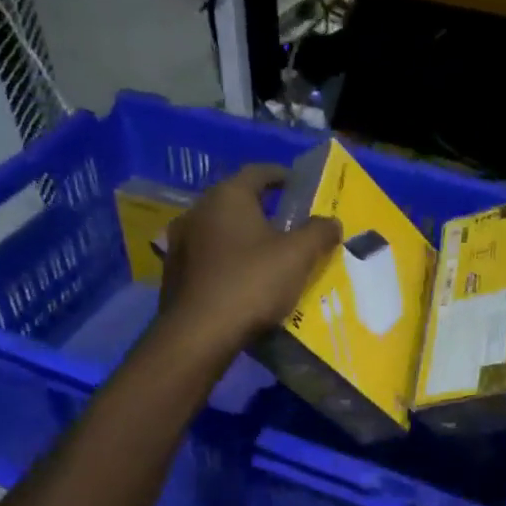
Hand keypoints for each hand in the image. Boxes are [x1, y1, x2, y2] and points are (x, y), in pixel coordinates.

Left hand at [159, 163, 341, 355]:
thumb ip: (319, 232)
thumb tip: (332, 222)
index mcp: (227, 196)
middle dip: (261, 209)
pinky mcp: (173, 272)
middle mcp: (197, 211)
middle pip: (235, 200)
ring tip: (265, 253)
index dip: (281, 176)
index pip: (258, 172)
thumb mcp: (298, 256)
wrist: (199, 334)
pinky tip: (240, 278)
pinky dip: (225, 260)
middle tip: (287, 222)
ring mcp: (180, 242)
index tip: (298, 185)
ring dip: (241, 236)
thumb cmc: (252, 283)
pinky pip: (207, 256)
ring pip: (218, 230)